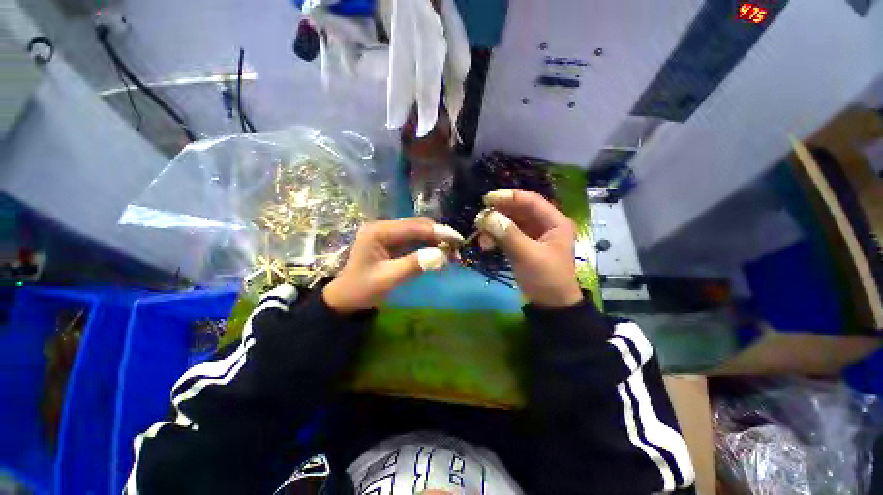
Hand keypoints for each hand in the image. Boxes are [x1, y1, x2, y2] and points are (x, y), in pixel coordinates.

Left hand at [323, 217, 463, 312]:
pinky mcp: (392, 242)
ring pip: (418, 232)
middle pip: (418, 226)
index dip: (438, 232)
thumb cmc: (362, 290)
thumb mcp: (387, 279)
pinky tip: (439, 253)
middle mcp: (384, 227)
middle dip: (439, 235)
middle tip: (457, 248)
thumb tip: (442, 255)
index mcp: (379, 232)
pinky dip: (429, 246)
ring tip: (452, 252)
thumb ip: (414, 265)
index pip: (414, 227)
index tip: (458, 240)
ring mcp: (388, 234)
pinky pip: (415, 240)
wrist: (345, 299)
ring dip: (436, 240)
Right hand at [476, 190, 582, 307]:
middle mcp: (544, 225)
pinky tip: (486, 245)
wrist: (551, 305)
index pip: (530, 201)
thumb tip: (487, 217)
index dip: (509, 197)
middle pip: (518, 210)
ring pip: (510, 222)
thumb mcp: (528, 255)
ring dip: (494, 227)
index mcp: (554, 222)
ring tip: (482, 238)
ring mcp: (533, 235)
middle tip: (480, 220)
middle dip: (498, 214)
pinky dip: (496, 237)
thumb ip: (508, 234)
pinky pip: (507, 234)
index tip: (487, 200)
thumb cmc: (546, 279)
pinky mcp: (524, 245)